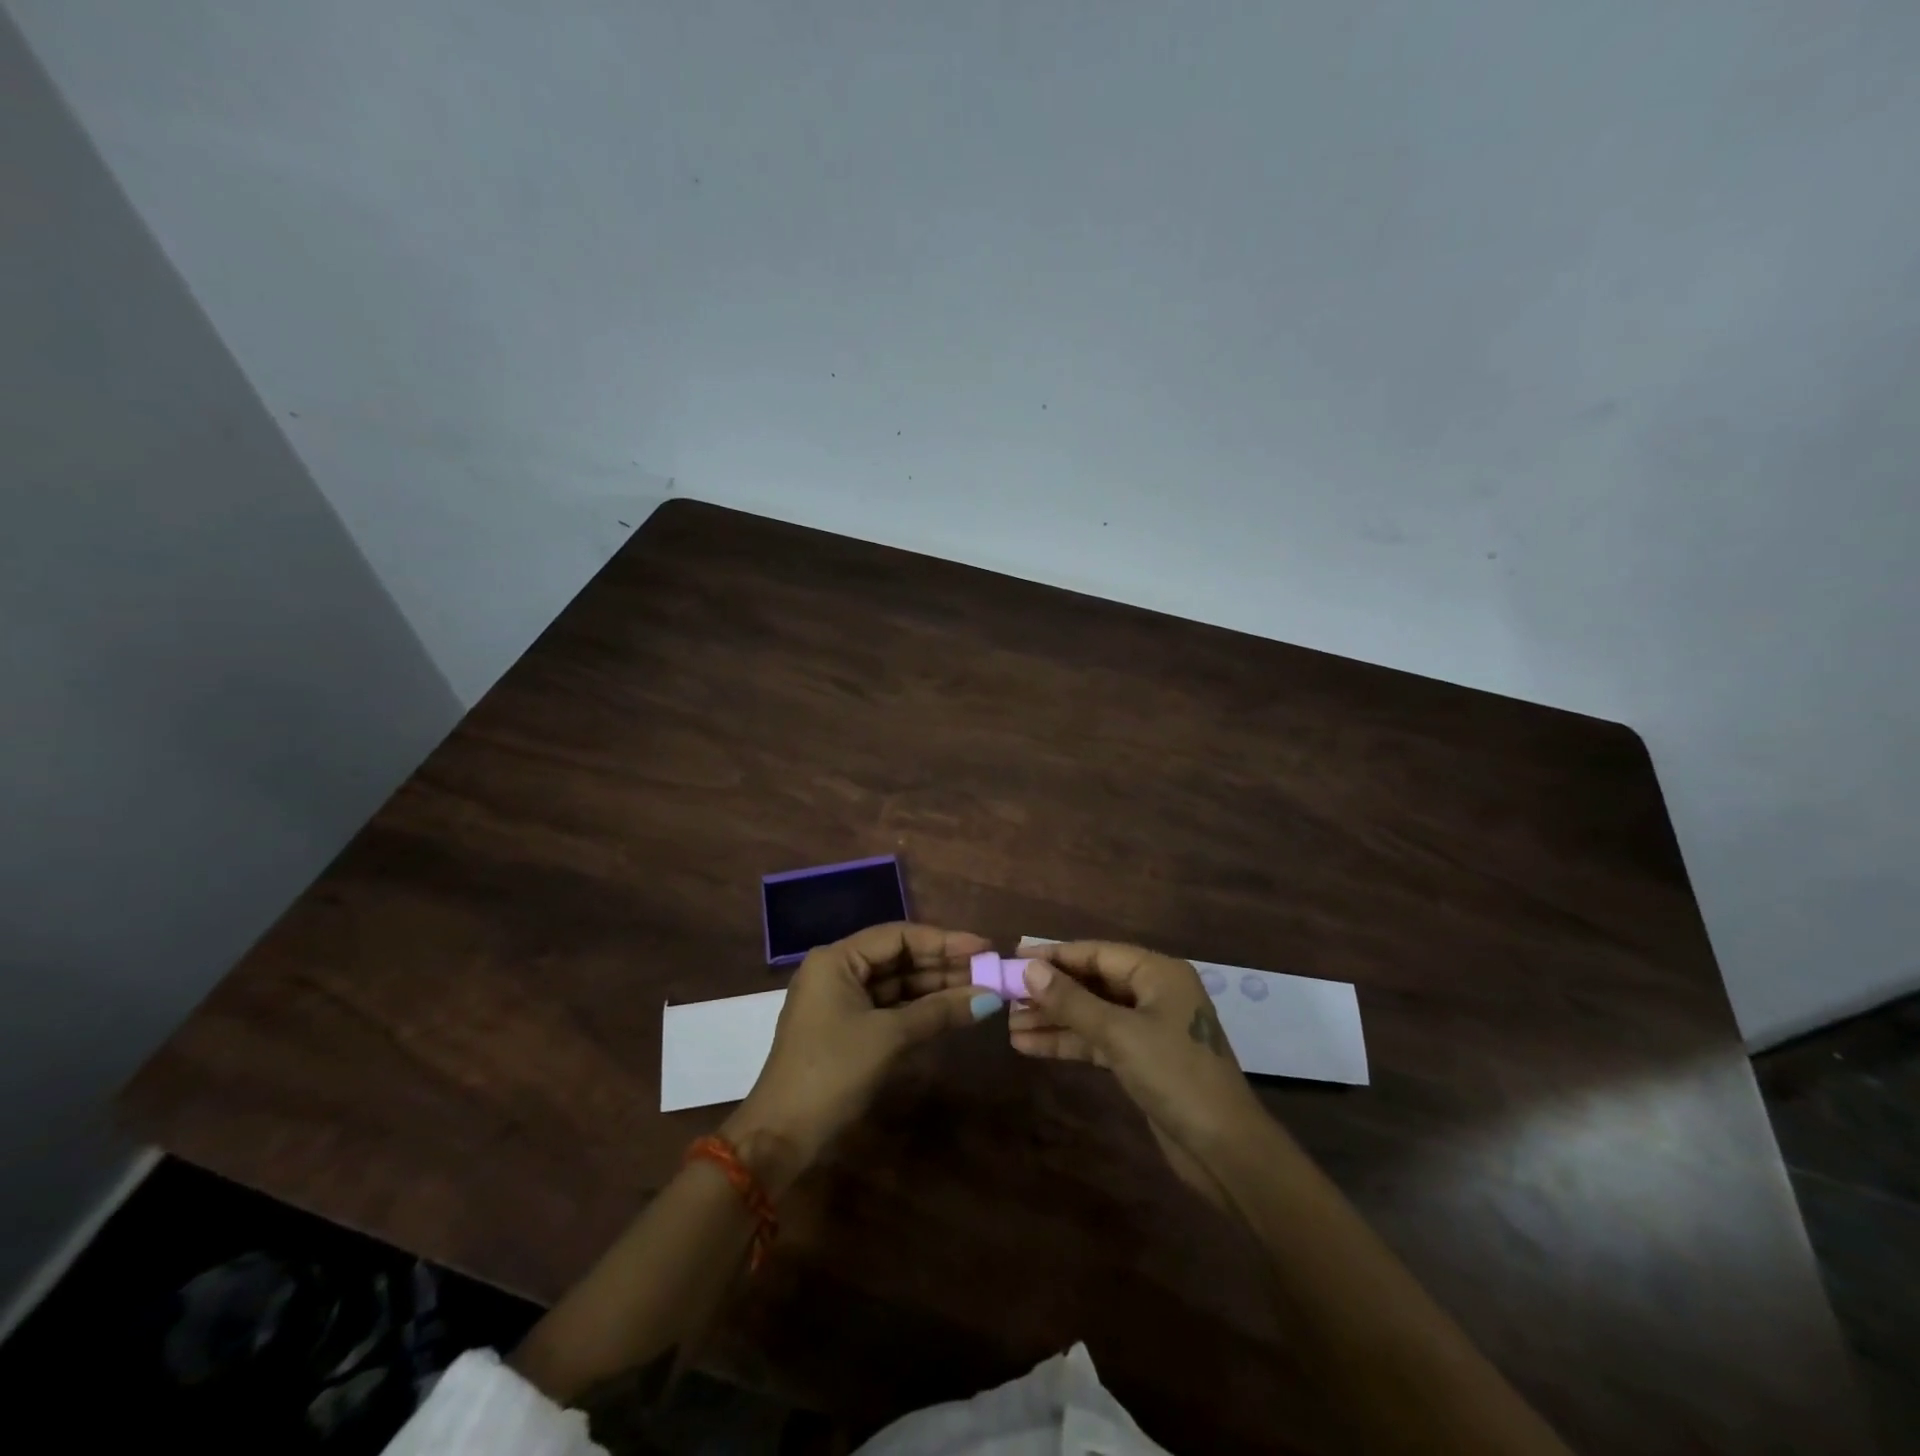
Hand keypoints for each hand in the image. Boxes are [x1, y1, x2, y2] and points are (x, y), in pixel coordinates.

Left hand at [722, 922, 996, 1190]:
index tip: (983, 947)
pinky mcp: (847, 1027)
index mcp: (836, 959)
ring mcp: (841, 1000)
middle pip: (899, 957)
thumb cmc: (832, 1071)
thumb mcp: (889, 1037)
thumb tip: (990, 998)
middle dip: (944, 964)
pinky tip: (953, 1009)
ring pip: (897, 983)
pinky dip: (920, 1008)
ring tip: (981, 988)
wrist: (782, 1135)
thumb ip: (939, 1011)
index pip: (898, 935)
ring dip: (936, 987)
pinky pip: (890, 1006)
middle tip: (989, 969)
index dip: (944, 940)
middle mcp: (837, 970)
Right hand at [1009, 941, 1269, 1202]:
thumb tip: (1029, 968)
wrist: (1225, 1149)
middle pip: (1092, 983)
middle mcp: (1153, 993)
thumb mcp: (1119, 1034)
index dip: (1054, 955)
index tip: (1014, 957)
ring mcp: (1148, 1028)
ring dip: (1054, 1020)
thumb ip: (1072, 1001)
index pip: (1096, 953)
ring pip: (1092, 1014)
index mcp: (1157, 973)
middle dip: (1050, 992)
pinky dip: (1069, 1043)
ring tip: (1009, 1025)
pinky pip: (1098, 1040)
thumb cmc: (1176, 1075)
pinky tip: (1030, 1047)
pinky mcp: (1142, 1059)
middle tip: (1005, 996)